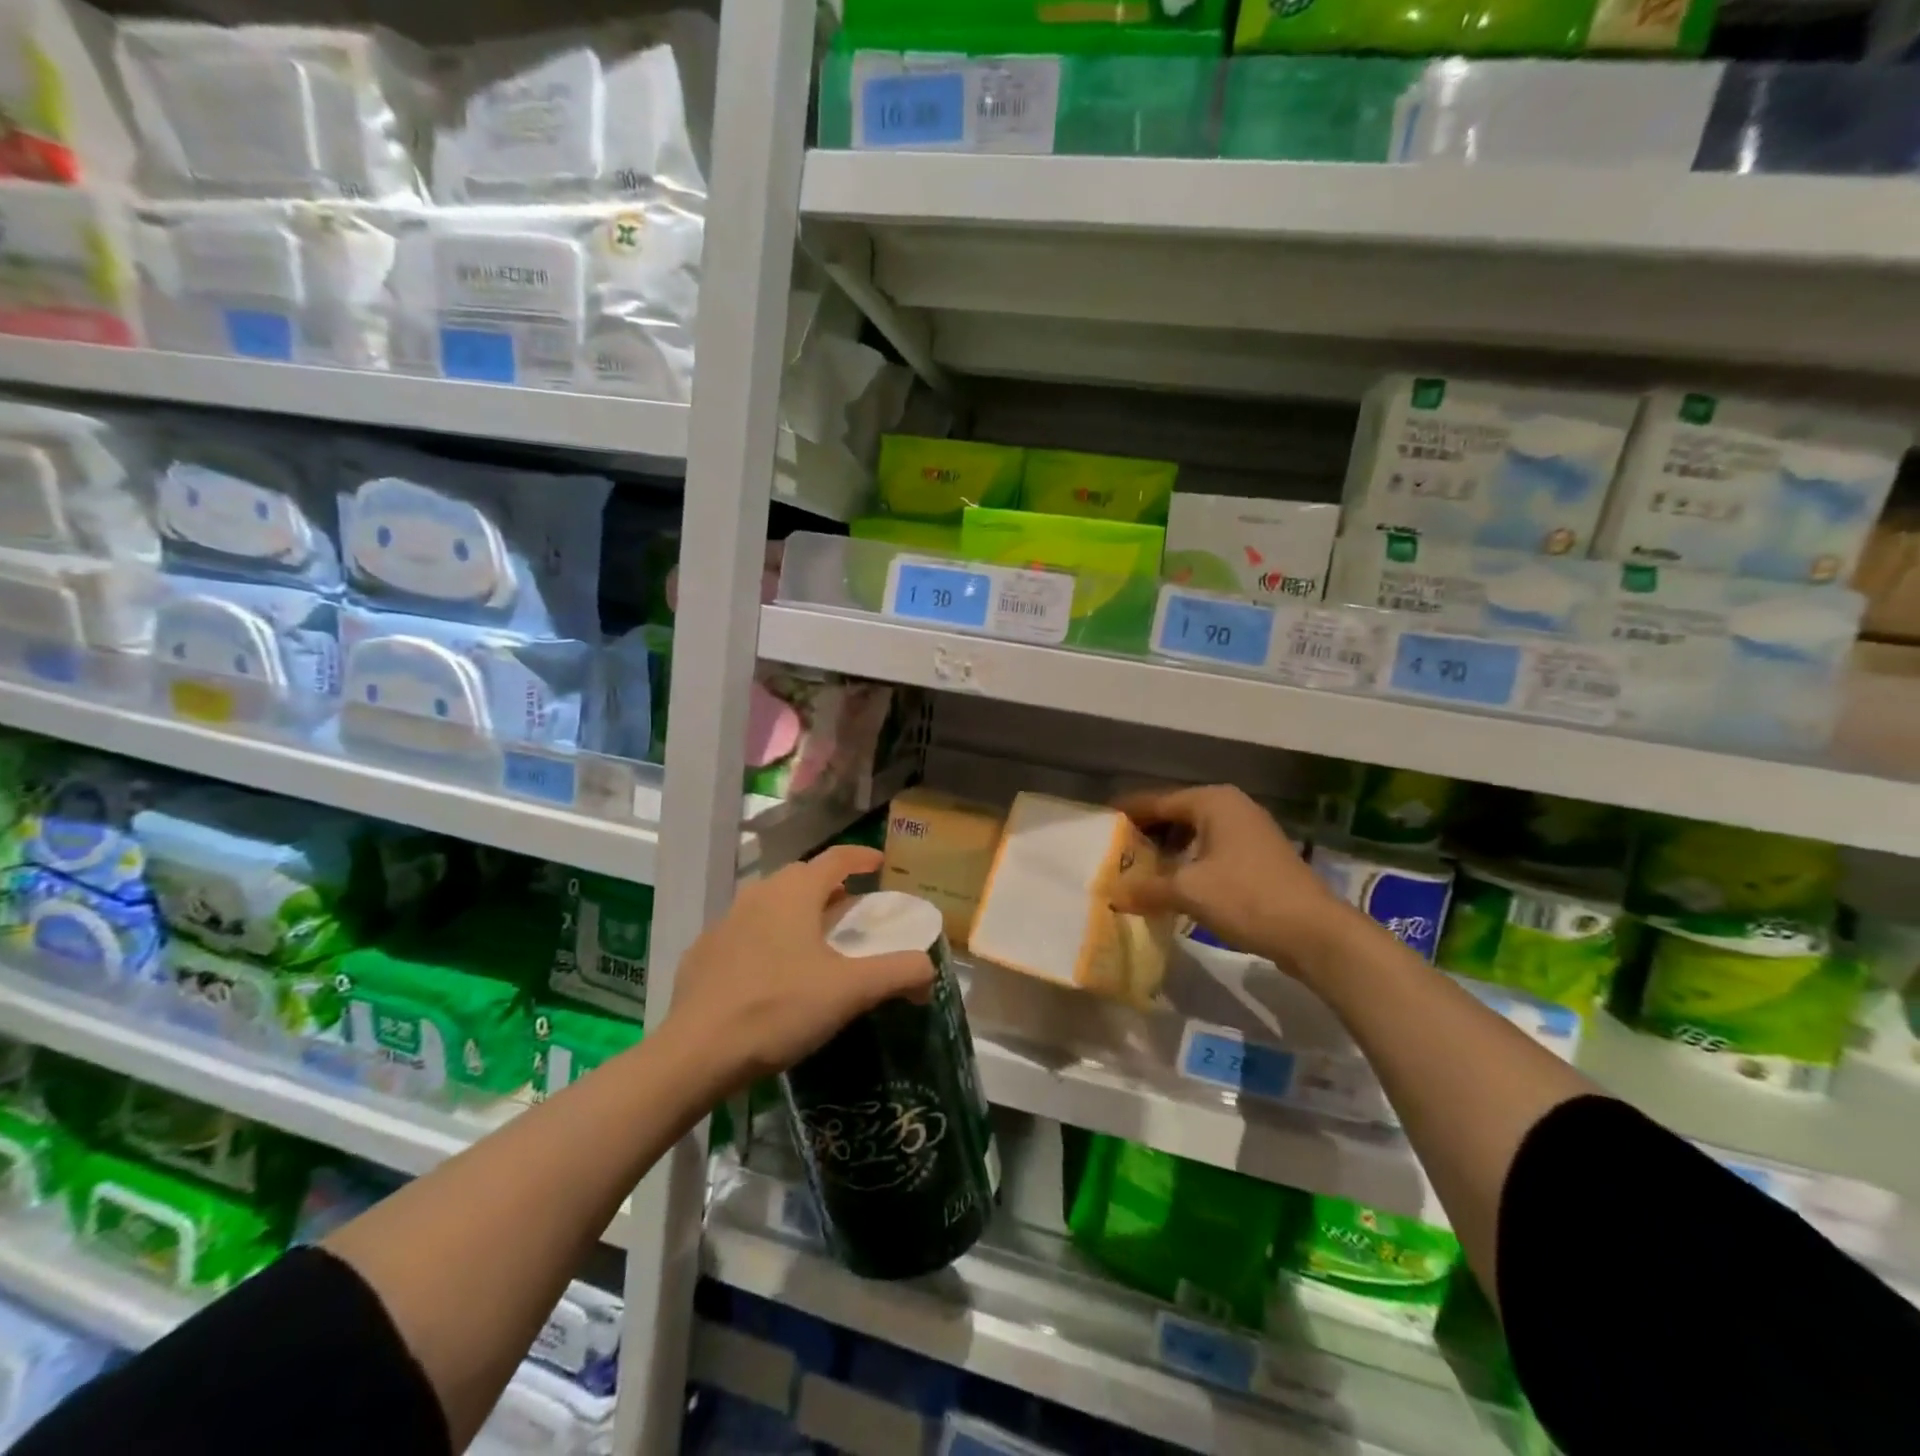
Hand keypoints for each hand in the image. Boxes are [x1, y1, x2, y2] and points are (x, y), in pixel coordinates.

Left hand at [664, 846, 934, 1092]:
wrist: (696, 1053)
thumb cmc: (779, 1009)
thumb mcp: (850, 992)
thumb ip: (898, 973)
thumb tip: (929, 969)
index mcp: (794, 893)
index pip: (835, 858)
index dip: (861, 857)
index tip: (879, 863)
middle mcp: (758, 896)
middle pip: (801, 878)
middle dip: (830, 887)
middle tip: (850, 908)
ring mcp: (724, 923)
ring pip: (770, 904)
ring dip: (797, 912)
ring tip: (813, 939)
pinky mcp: (703, 954)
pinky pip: (744, 934)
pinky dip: (767, 939)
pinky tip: (771, 972)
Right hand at [1115, 785, 1353, 971]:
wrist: (1315, 933)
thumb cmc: (1246, 898)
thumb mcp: (1188, 892)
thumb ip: (1147, 888)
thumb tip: (1113, 893)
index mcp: (1212, 801)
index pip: (1156, 801)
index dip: (1126, 813)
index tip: (1098, 824)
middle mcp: (1231, 806)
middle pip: (1176, 815)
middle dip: (1146, 834)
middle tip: (1115, 853)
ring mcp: (1249, 831)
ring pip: (1195, 834)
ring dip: (1168, 851)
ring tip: (1140, 871)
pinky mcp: (1259, 857)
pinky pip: (1212, 850)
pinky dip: (1190, 862)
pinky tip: (1175, 885)